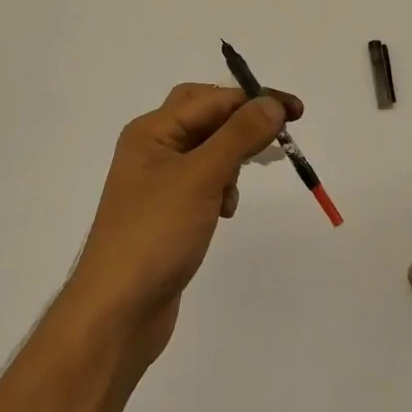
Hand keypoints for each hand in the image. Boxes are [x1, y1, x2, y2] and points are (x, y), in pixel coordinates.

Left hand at [64, 82, 301, 367]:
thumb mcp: (201, 177)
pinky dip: (220, 187)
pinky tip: (225, 211)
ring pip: (207, 150)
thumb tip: (272, 103)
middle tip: (277, 136)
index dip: (254, 99)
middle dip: (241, 123)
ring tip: (236, 188)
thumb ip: (238, 135)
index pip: (211, 98)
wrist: (116, 314)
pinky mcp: (166, 213)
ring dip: (231, 159)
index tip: (296, 113)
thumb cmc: (155, 234)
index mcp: (151, 131)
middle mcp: (151, 149)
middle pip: (205, 117)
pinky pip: (202, 182)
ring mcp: (157, 183)